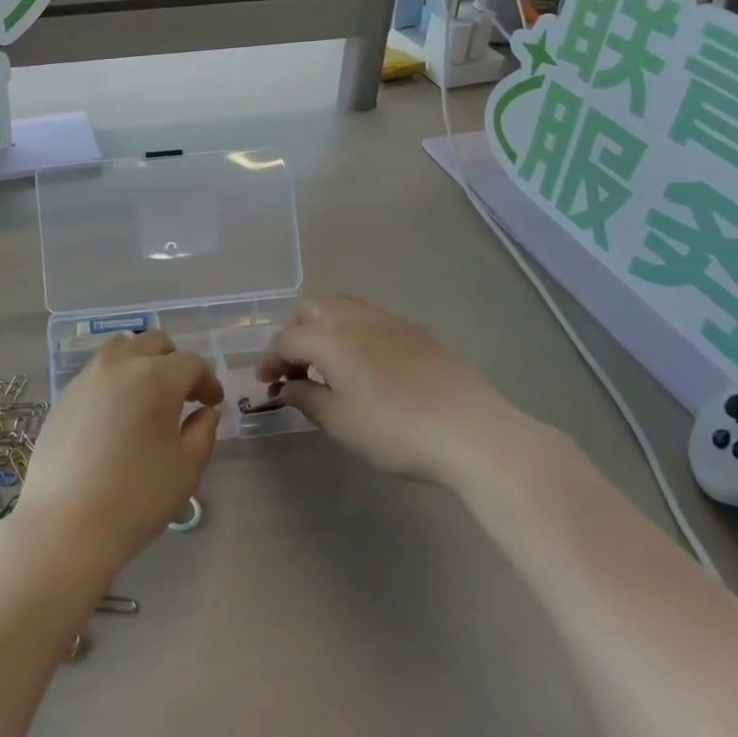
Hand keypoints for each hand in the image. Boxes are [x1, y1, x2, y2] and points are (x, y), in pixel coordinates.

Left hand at [18, 331, 221, 576]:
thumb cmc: (136, 497)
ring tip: (147, 394)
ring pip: (122, 347)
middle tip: (183, 395)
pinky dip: (116, 377)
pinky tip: (116, 412)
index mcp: (157, 377)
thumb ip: (203, 432)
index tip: (212, 403)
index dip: (208, 380)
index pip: (192, 363)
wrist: (66, 523)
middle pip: (155, 343)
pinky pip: (98, 370)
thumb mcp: (186, 469)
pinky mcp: (65, 394)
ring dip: (142, 361)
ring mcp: (88, 376)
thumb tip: (205, 412)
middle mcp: (121, 364)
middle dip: (175, 363)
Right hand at [257, 293, 498, 482]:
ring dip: (323, 328)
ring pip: (340, 306)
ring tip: (328, 365)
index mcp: (329, 337)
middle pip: (309, 308)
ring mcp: (387, 319)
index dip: (269, 360)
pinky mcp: (414, 330)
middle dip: (294, 333)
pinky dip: (351, 332)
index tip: (266, 384)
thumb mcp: (340, 422)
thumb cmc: (395, 430)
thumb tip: (287, 387)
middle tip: (296, 369)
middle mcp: (354, 317)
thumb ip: (307, 399)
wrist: (471, 430)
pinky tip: (364, 365)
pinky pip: (368, 317)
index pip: (286, 339)